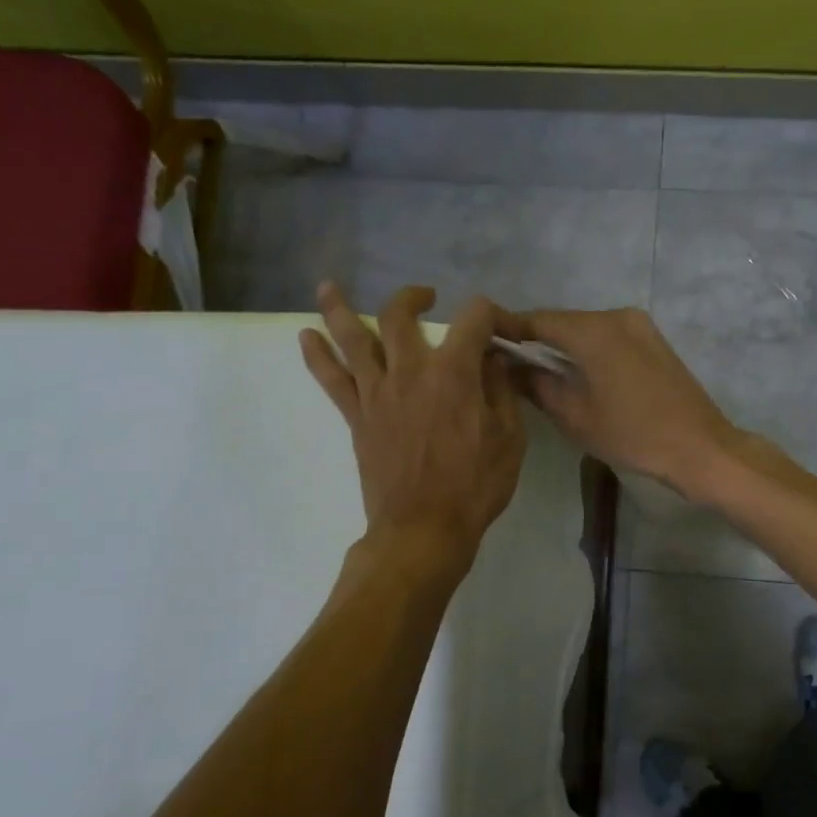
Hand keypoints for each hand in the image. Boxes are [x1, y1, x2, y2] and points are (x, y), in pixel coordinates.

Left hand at [301, 283, 525, 564]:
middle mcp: (410, 371)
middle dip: (413, 298)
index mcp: (454, 373)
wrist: (424, 529)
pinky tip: (305, 337)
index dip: (495, 314)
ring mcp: (377, 392)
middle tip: (425, 298)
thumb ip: (501, 391)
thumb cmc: (475, 486)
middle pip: (400, 315)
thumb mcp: (510, 439)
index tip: (505, 329)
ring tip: (327, 287)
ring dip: (339, 308)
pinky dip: (317, 355)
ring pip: (352, 337)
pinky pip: (331, 379)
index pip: (474, 319)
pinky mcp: (357, 417)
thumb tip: (493, 358)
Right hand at [498, 307, 738, 498]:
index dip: (508, 329)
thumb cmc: (632, 434)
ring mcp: (640, 326)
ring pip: (587, 330)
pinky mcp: (654, 341)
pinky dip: (588, 351)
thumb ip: (537, 385)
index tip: (484, 342)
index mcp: (593, 330)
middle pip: (563, 322)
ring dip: (563, 347)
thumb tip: (510, 367)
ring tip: (540, 373)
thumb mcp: (574, 416)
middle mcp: (616, 316)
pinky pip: (609, 338)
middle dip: (535, 340)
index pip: (537, 320)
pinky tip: (578, 375)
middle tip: (509, 364)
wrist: (699, 447)